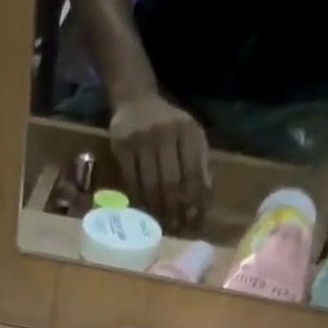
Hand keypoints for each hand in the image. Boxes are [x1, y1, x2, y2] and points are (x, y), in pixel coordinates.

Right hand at [109, 94, 210, 224]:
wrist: (135, 100)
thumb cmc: (168, 123)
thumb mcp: (190, 135)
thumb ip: (200, 162)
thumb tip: (205, 199)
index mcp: (187, 130)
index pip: (194, 172)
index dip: (195, 199)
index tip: (196, 220)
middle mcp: (165, 132)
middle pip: (172, 182)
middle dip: (176, 209)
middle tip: (177, 227)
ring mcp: (141, 139)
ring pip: (151, 185)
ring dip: (157, 209)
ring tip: (162, 224)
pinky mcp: (122, 147)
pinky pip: (132, 182)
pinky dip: (139, 200)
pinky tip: (144, 211)